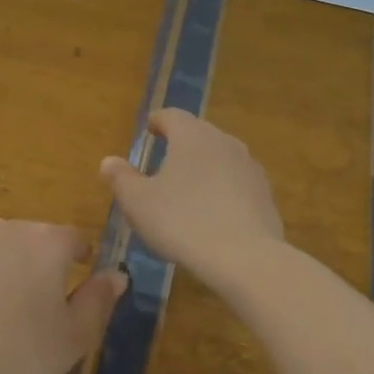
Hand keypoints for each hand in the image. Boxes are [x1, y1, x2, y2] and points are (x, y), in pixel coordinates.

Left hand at [0, 220, 124, 373]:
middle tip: (47, 303)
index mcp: (47, 242)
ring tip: (11, 310)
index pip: (75, 238)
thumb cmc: (21, 357)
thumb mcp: (75, 336)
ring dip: (13, 268)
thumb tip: (116, 274)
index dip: (82, 259)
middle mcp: (10, 230)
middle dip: (46, 262)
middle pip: (37, 238)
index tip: (81, 284)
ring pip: (4, 249)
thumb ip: (99, 299)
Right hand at [100, 109, 284, 290]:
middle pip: (198, 133)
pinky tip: (213, 212)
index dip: (157, 121)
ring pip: (220, 157)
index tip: (149, 130)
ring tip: (188, 188)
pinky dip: (222, 189)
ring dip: (203, 166)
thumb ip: (121, 178)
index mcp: (191, 135)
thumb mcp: (138, 203)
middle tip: (164, 161)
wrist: (245, 258)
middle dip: (180, 143)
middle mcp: (223, 141)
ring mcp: (249, 166)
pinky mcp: (265, 193)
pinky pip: (236, 182)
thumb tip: (109, 161)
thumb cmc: (182, 222)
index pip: (171, 116)